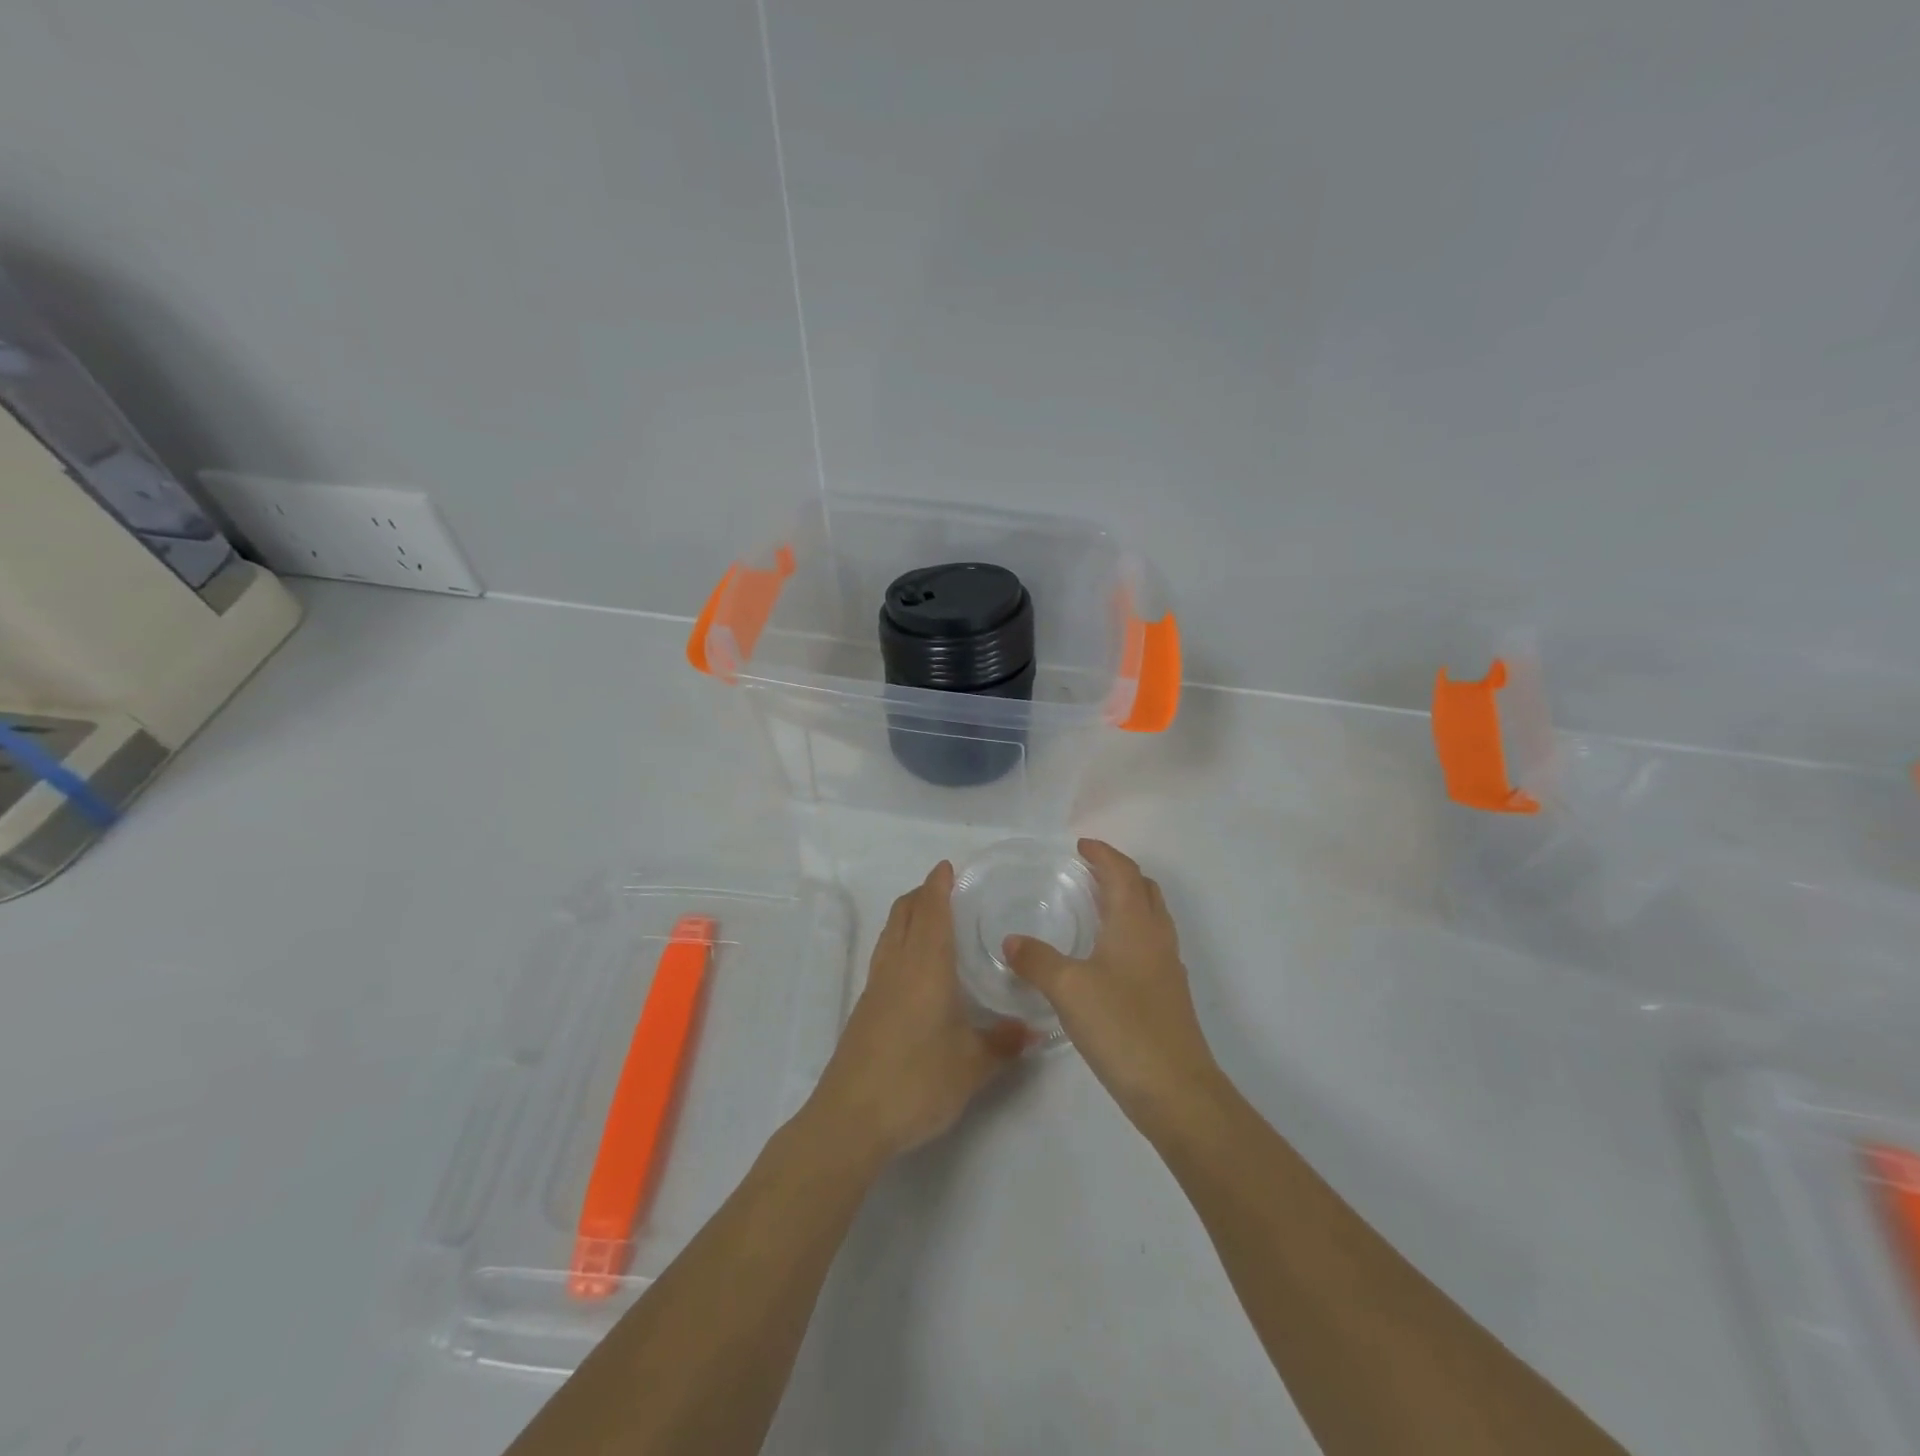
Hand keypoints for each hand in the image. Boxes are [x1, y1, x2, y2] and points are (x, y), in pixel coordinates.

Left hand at [809, 861, 1026, 1160]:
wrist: (851, 1118)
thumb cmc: (917, 1081)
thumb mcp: (972, 1066)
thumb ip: (1004, 1043)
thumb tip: (1034, 1030)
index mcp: (925, 966)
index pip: (931, 911)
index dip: (938, 885)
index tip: (948, 867)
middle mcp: (897, 966)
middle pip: (903, 914)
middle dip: (921, 894)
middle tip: (946, 889)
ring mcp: (876, 987)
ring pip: (889, 934)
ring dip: (907, 916)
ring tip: (932, 920)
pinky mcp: (865, 1009)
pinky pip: (884, 957)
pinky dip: (900, 943)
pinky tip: (917, 969)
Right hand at [1004, 839, 1218, 1127]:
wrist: (1176, 1090)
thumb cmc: (1122, 1026)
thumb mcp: (1068, 989)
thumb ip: (1037, 960)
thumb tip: (1011, 940)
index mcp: (1135, 924)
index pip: (1123, 872)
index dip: (1103, 854)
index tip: (1081, 845)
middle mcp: (1156, 937)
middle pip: (1144, 889)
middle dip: (1118, 873)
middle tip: (1087, 872)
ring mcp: (1166, 967)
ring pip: (1150, 917)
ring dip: (1127, 901)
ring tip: (1095, 906)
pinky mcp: (1167, 995)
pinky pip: (1149, 944)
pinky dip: (1129, 932)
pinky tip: (1106, 956)